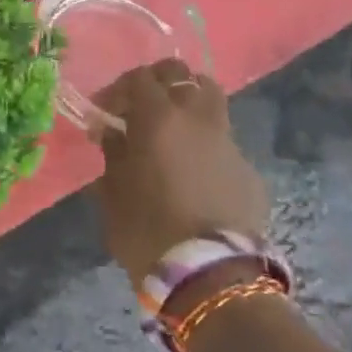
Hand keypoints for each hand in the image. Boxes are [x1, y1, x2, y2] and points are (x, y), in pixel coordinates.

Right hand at [91, 60, 268, 285]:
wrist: (210, 275)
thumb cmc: (147, 229)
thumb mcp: (112, 191)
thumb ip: (113, 152)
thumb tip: (112, 132)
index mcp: (159, 119)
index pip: (139, 78)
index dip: (118, 89)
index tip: (104, 112)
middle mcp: (198, 120)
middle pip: (184, 76)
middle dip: (160, 82)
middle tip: (141, 106)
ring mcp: (229, 143)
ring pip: (211, 102)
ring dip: (188, 107)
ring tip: (169, 132)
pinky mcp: (248, 171)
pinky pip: (222, 143)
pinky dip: (203, 145)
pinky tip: (191, 174)